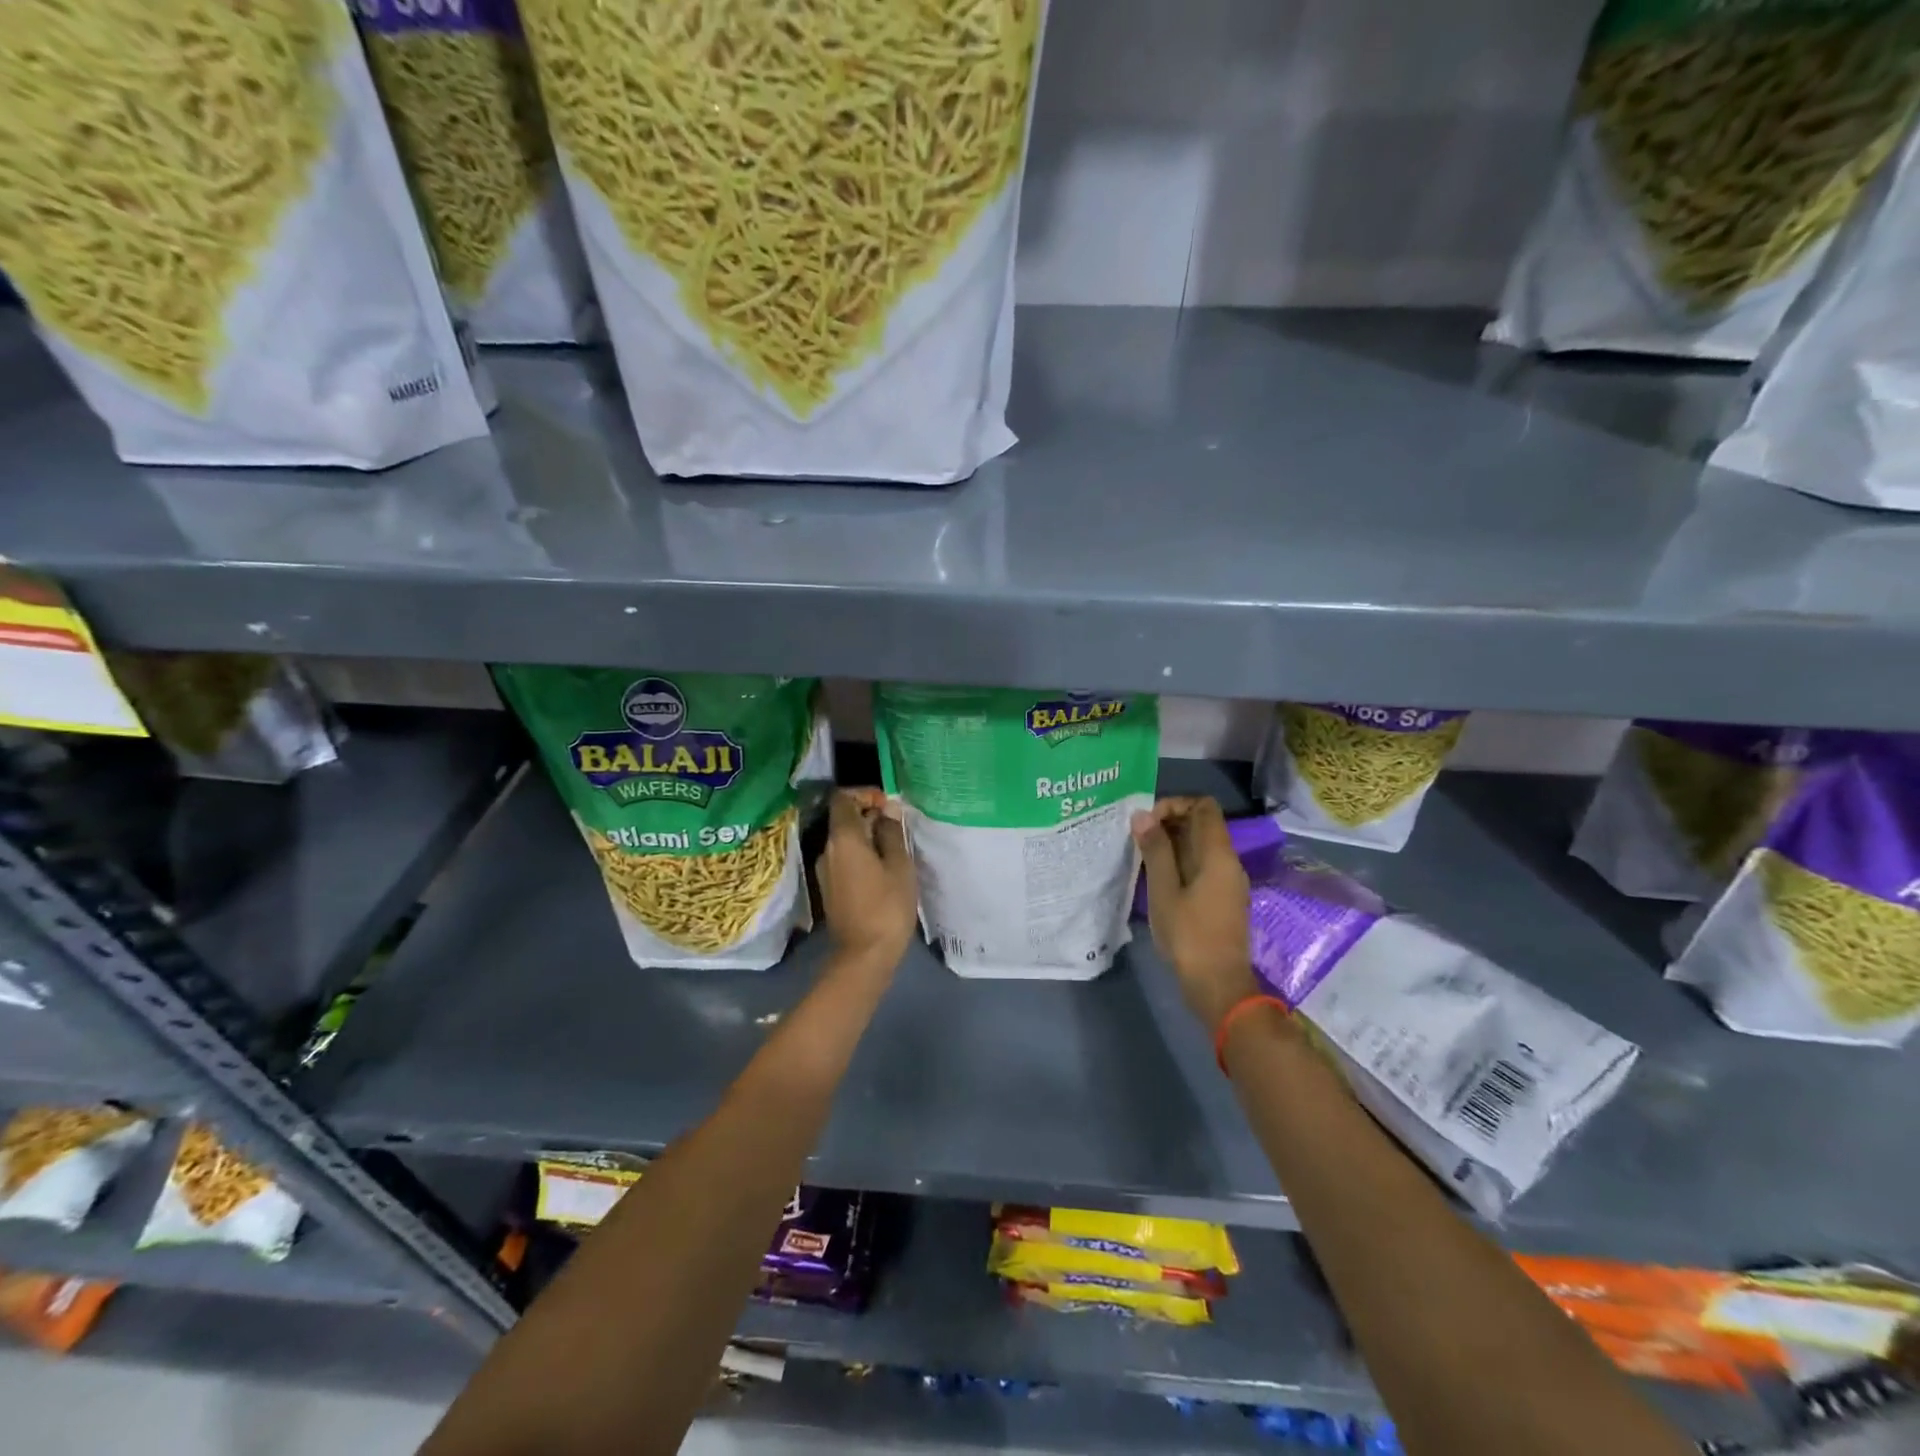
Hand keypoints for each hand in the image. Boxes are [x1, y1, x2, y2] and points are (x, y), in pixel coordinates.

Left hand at [817, 788, 917, 974]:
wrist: (864, 955)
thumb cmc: (887, 906)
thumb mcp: (899, 865)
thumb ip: (891, 833)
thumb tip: (887, 811)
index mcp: (842, 839)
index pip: (842, 798)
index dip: (864, 794)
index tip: (888, 805)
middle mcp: (827, 849)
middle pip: (843, 818)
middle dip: (869, 815)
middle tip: (898, 826)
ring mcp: (825, 870)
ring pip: (844, 840)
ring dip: (866, 836)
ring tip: (894, 848)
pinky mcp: (829, 887)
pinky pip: (843, 858)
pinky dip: (861, 854)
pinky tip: (883, 868)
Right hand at [1133, 797, 1258, 1034]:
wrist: (1218, 985)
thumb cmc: (1189, 936)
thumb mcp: (1164, 890)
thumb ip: (1155, 850)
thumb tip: (1143, 815)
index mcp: (1218, 854)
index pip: (1203, 806)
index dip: (1175, 804)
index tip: (1147, 821)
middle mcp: (1228, 861)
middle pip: (1202, 824)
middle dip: (1170, 822)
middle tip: (1138, 838)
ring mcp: (1228, 881)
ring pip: (1200, 846)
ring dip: (1172, 843)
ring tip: (1142, 856)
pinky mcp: (1222, 898)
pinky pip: (1201, 865)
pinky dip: (1179, 862)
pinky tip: (1156, 878)